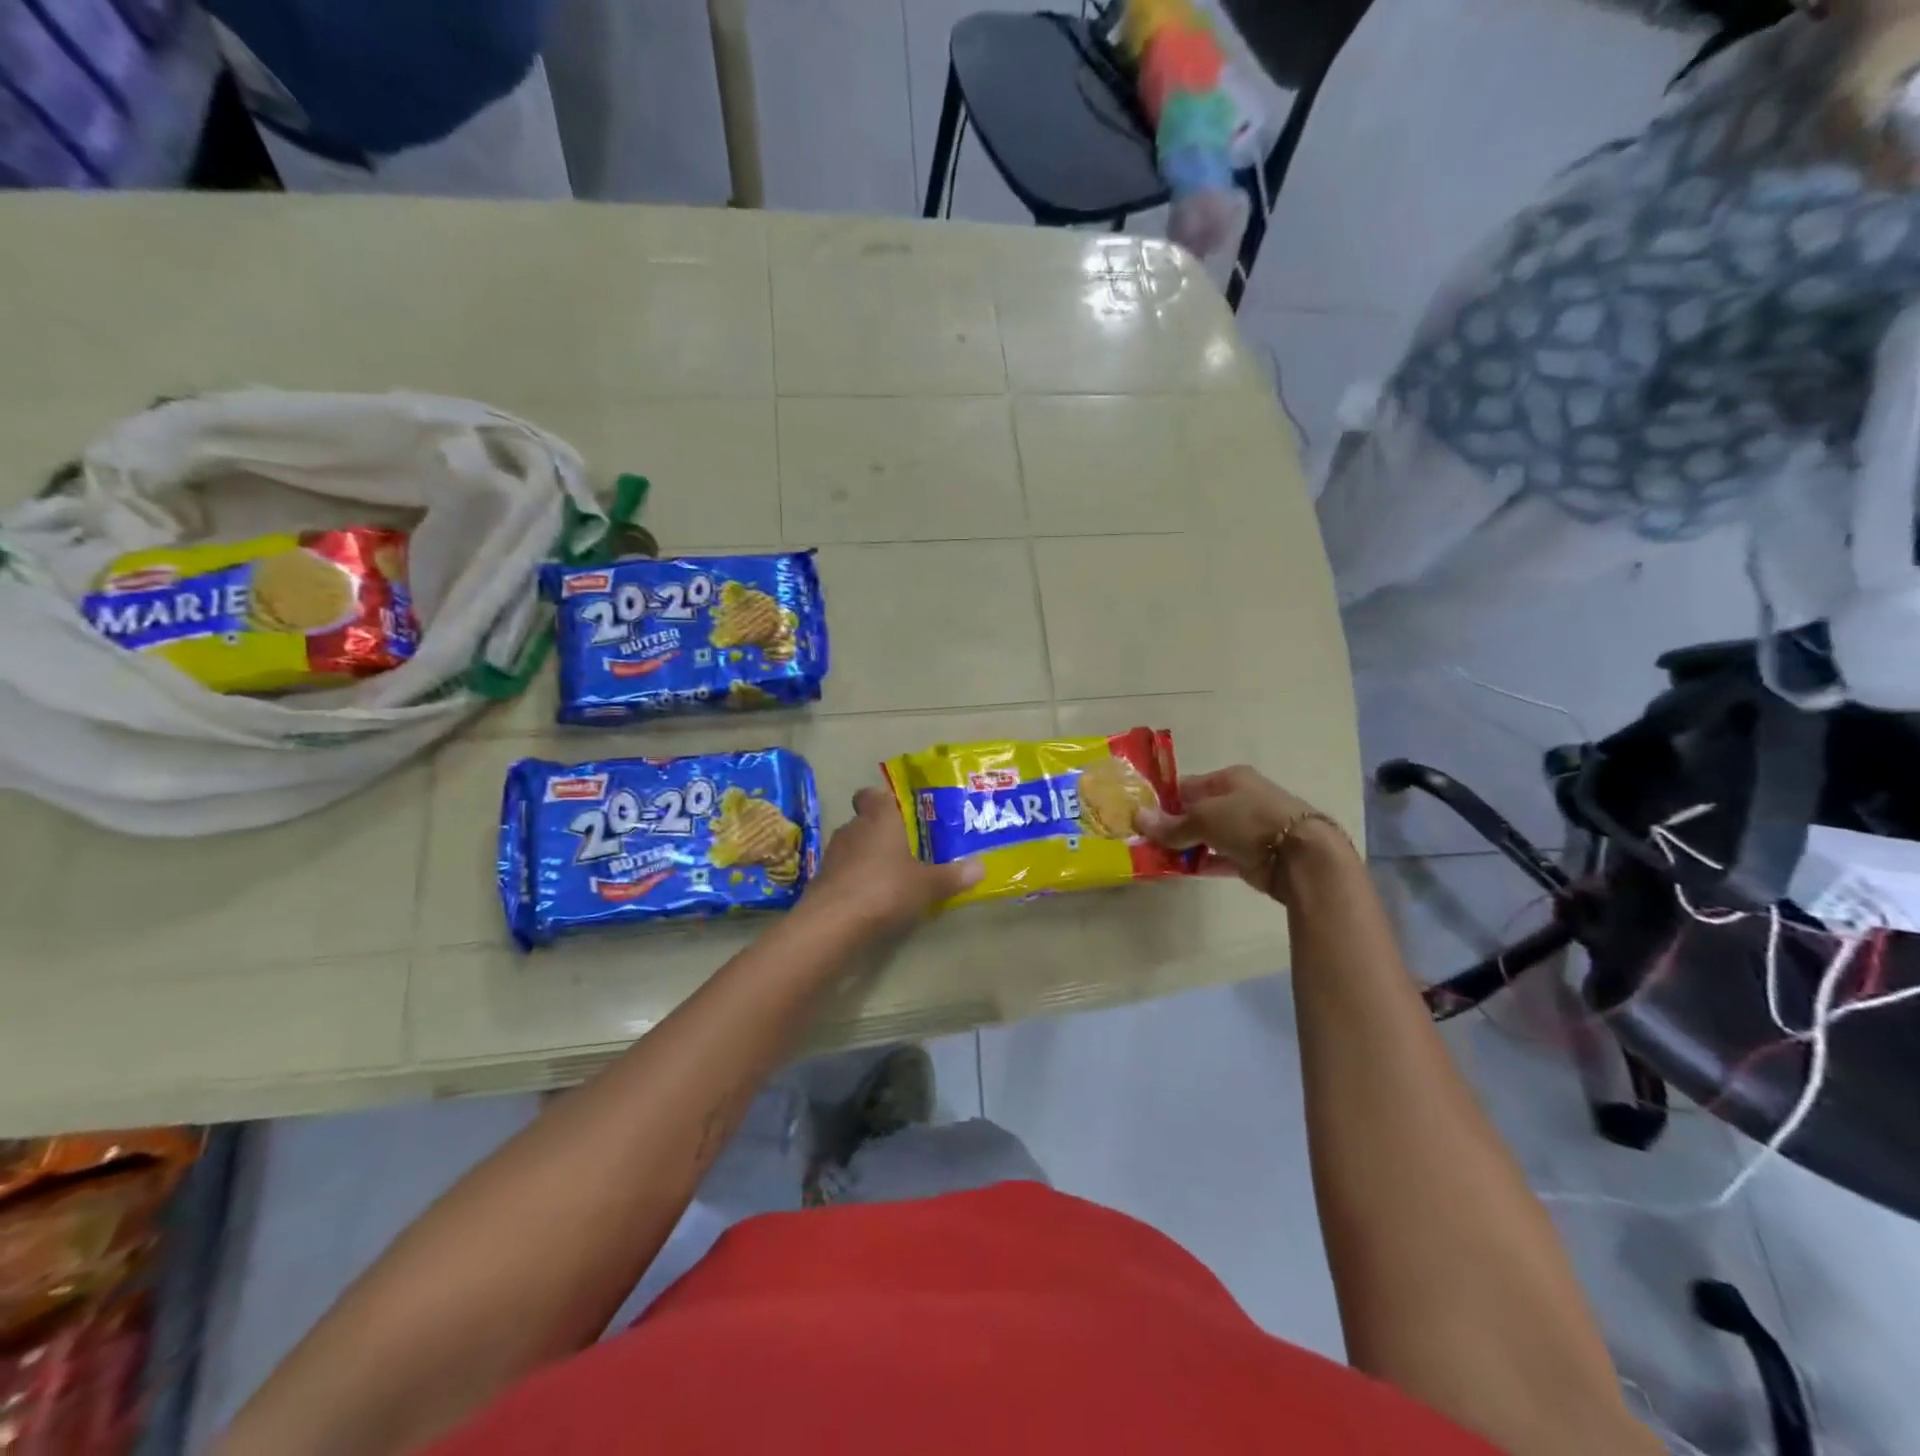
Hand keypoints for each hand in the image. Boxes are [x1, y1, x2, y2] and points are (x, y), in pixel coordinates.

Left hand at [801, 785, 982, 934]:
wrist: (833, 922)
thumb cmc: (886, 889)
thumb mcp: (928, 885)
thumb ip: (953, 876)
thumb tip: (982, 867)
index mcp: (879, 818)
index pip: (873, 795)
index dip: (882, 801)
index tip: (899, 813)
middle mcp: (853, 828)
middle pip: (865, 822)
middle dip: (882, 834)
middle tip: (906, 850)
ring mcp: (833, 854)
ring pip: (853, 848)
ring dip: (867, 859)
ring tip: (890, 877)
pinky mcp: (821, 880)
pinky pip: (843, 872)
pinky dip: (855, 881)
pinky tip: (871, 899)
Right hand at [1135, 765, 1351, 905]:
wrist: (1301, 857)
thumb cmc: (1250, 821)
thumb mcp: (1204, 817)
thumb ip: (1172, 824)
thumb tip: (1138, 818)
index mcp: (1230, 779)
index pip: (1188, 785)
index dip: (1164, 799)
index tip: (1141, 814)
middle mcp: (1239, 800)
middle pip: (1197, 811)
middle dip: (1172, 825)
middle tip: (1144, 839)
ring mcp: (1247, 830)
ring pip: (1206, 836)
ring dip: (1184, 846)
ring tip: (1155, 857)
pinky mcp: (1252, 857)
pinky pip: (1218, 858)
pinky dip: (1200, 863)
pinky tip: (1178, 871)